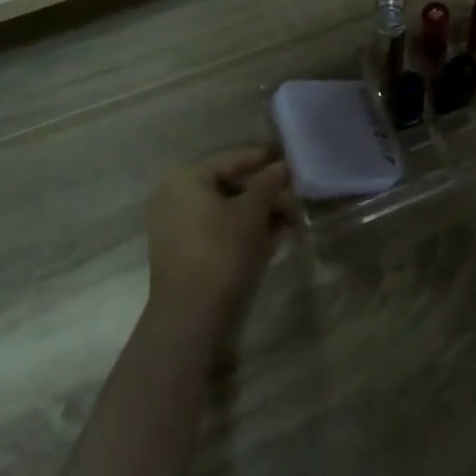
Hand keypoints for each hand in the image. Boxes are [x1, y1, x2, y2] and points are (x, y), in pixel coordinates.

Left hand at [145, 147, 294, 329]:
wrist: (190, 317)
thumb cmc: (220, 252)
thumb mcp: (251, 213)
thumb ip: (269, 183)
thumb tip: (285, 164)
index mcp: (186, 178)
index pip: (234, 158)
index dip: (267, 158)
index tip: (295, 159)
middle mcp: (177, 195)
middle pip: (232, 184)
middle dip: (268, 192)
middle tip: (299, 198)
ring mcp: (179, 225)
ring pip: (229, 209)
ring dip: (262, 213)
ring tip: (294, 220)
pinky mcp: (186, 250)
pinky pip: (221, 229)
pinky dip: (246, 230)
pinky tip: (276, 238)